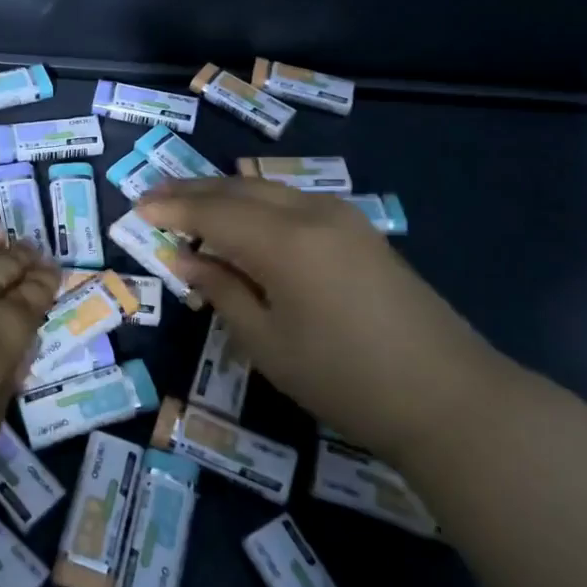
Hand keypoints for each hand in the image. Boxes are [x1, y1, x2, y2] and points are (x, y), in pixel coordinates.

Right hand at [137, 178, 510, 458]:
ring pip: (269, 189)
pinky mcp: (361, 232)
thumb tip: (186, 257)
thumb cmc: (345, 380)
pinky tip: (246, 220)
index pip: (213, 212)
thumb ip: (223, 291)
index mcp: (284, 242)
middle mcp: (311, 214)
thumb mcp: (268, 343)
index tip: (137, 208)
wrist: (449, 397)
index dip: (172, 208)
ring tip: (192, 205)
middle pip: (239, 189)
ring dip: (226, 194)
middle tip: (155, 197)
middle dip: (193, 191)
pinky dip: (259, 204)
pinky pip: (294, 201)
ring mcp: (342, 218)